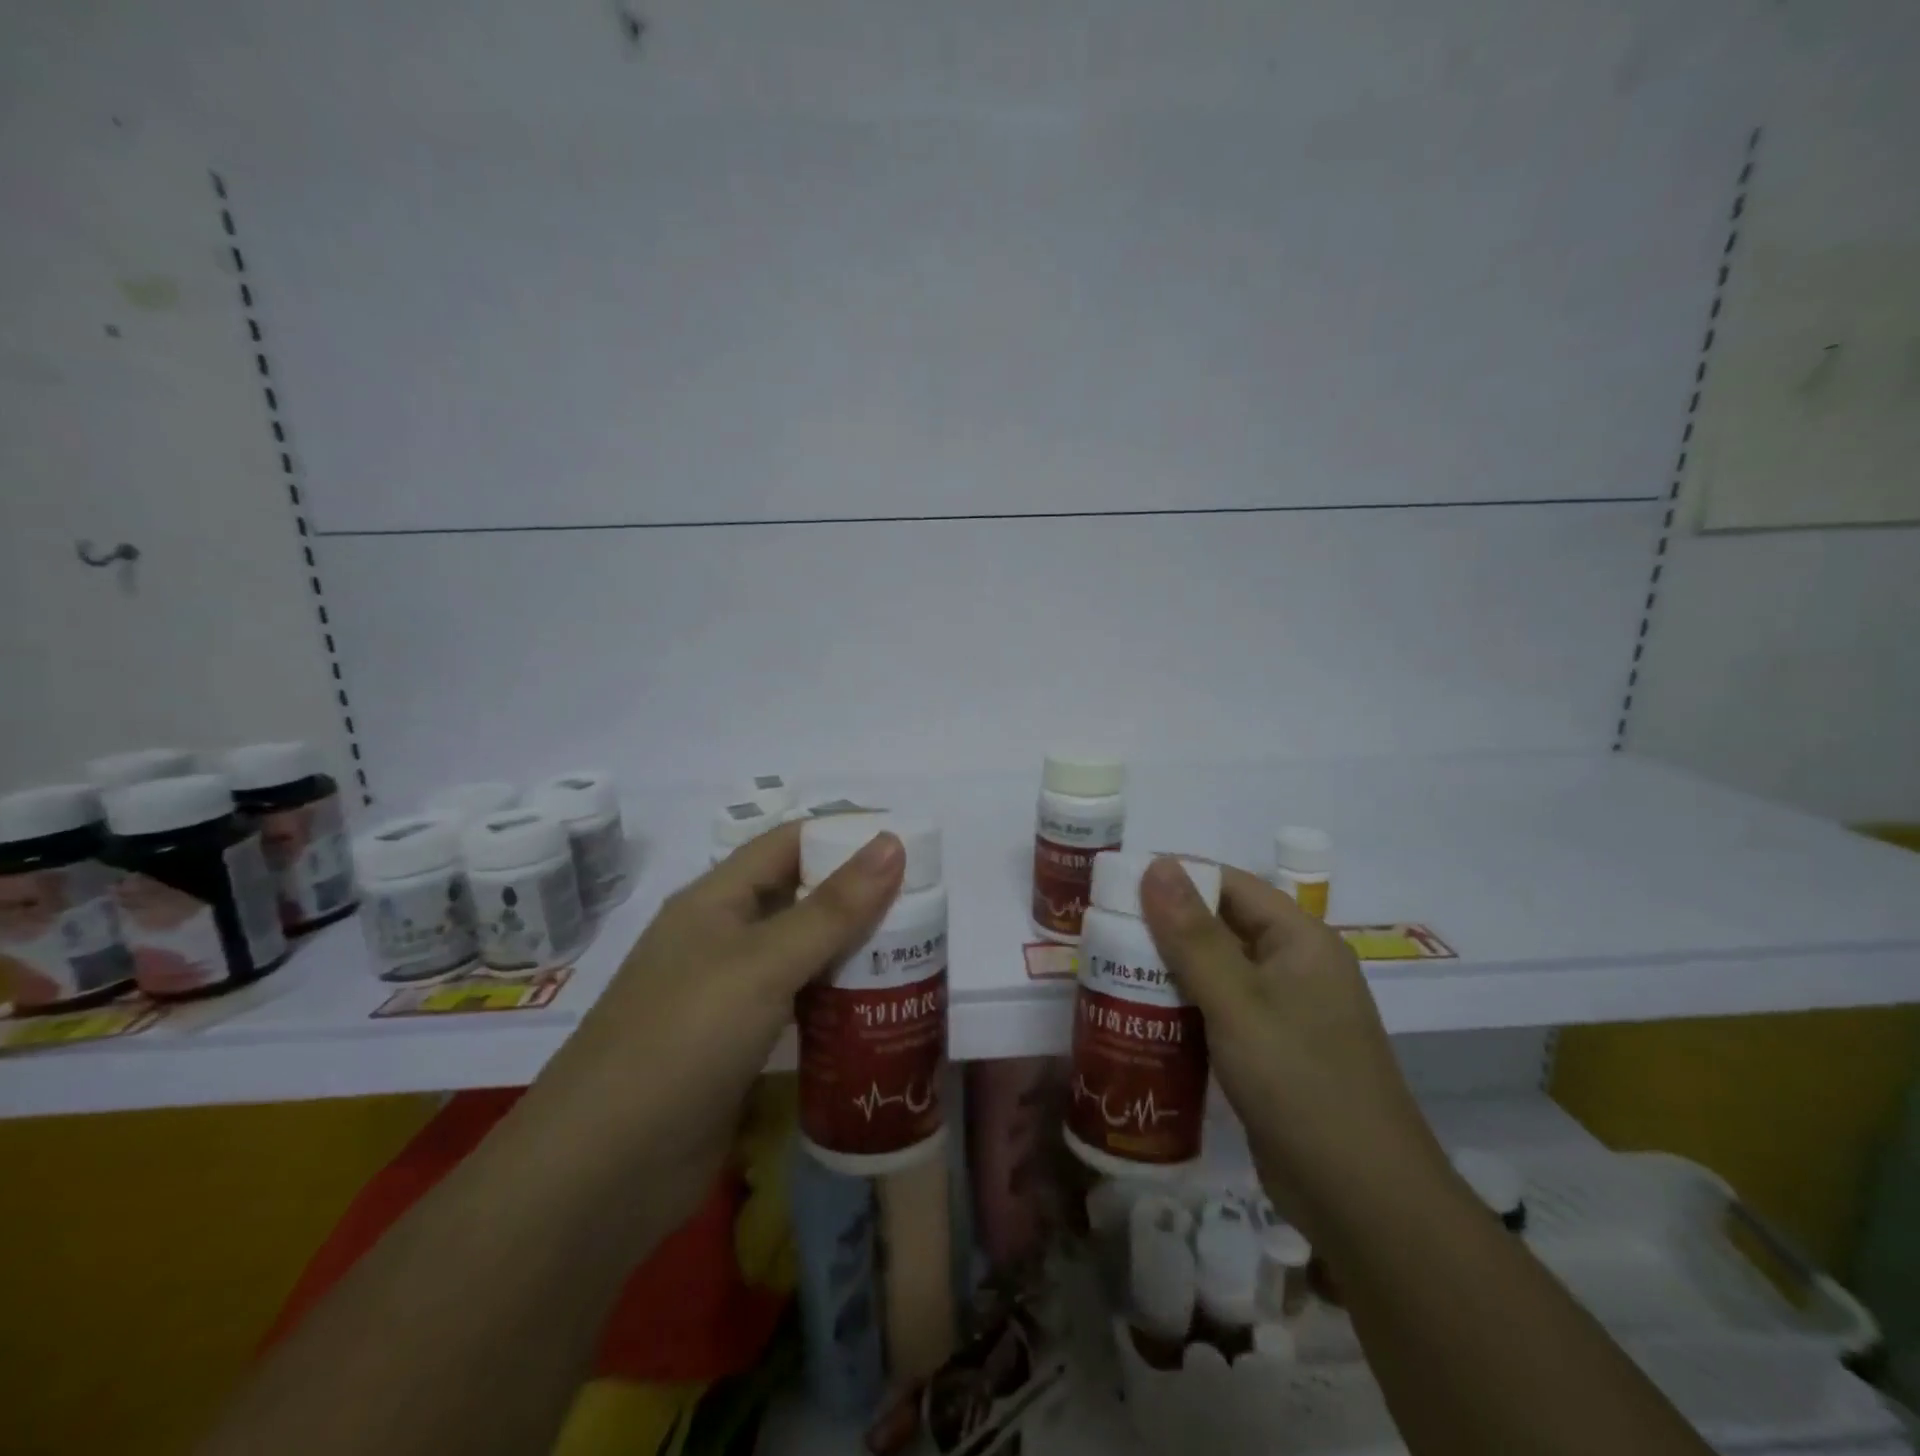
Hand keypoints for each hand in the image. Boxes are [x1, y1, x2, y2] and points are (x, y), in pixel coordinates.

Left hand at [525, 821, 904, 1226]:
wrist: (602, 1174)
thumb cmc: (683, 1041)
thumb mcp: (763, 964)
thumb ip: (832, 907)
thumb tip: (892, 842)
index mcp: (715, 900)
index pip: (788, 843)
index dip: (844, 835)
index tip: (907, 846)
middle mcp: (721, 938)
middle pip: (800, 898)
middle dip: (859, 897)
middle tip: (926, 907)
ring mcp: (729, 996)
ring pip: (803, 954)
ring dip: (853, 951)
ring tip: (917, 953)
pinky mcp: (740, 1047)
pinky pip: (799, 1005)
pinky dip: (837, 1000)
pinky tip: (879, 1010)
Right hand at [1137, 858, 1449, 1239]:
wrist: (1364, 1204)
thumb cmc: (1300, 1085)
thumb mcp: (1238, 1003)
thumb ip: (1193, 935)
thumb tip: (1157, 864)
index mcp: (1300, 941)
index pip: (1230, 885)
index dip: (1175, 879)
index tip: (1117, 888)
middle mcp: (1295, 968)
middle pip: (1220, 928)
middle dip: (1163, 928)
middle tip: (1102, 934)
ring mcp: (1285, 1014)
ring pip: (1216, 973)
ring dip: (1168, 971)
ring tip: (1108, 971)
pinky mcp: (1271, 1053)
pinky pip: (1219, 1013)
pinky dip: (1183, 1009)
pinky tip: (1141, 1019)